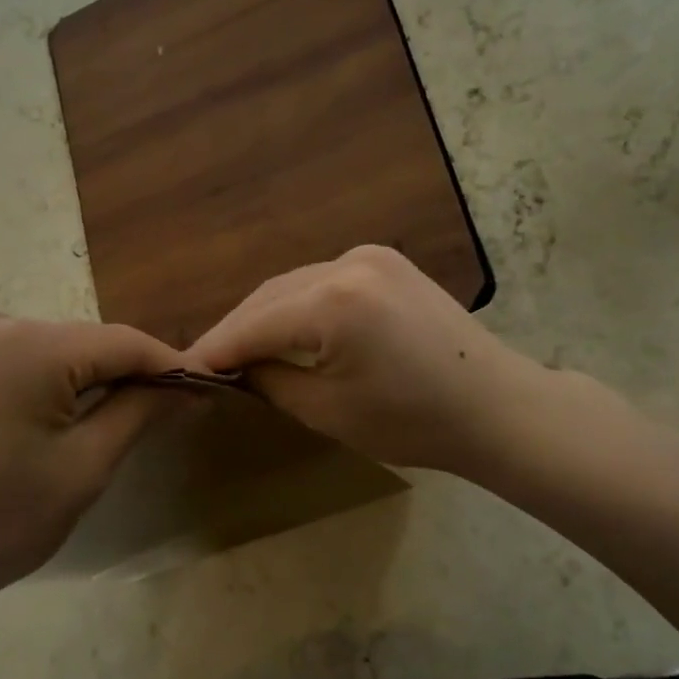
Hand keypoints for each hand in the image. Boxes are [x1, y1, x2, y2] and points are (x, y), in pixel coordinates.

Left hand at [0, 308, 183, 620]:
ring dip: (85, 381)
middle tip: (168, 412)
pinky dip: (44, 383)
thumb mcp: (83, 468)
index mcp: (26, 344)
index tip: (209, 387)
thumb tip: (191, 385)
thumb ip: (140, 412)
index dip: (170, 365)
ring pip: (50, 350)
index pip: (122, 342)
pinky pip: (14, 359)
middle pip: (84, 343)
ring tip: (116, 420)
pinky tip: (52, 420)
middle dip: (126, 376)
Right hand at [187, 245, 547, 477]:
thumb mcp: (327, 411)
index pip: (253, 324)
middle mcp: (347, 263)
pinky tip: (287, 328)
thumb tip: (236, 368)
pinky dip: (297, 304)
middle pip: (269, 296)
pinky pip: (322, 280)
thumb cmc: (413, 422)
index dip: (216, 349)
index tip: (184, 370)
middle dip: (237, 330)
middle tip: (209, 364)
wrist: (495, 406)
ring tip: (242, 350)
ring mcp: (370, 255)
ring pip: (294, 284)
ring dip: (265, 315)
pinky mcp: (385, 260)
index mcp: (333, 303)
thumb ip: (270, 380)